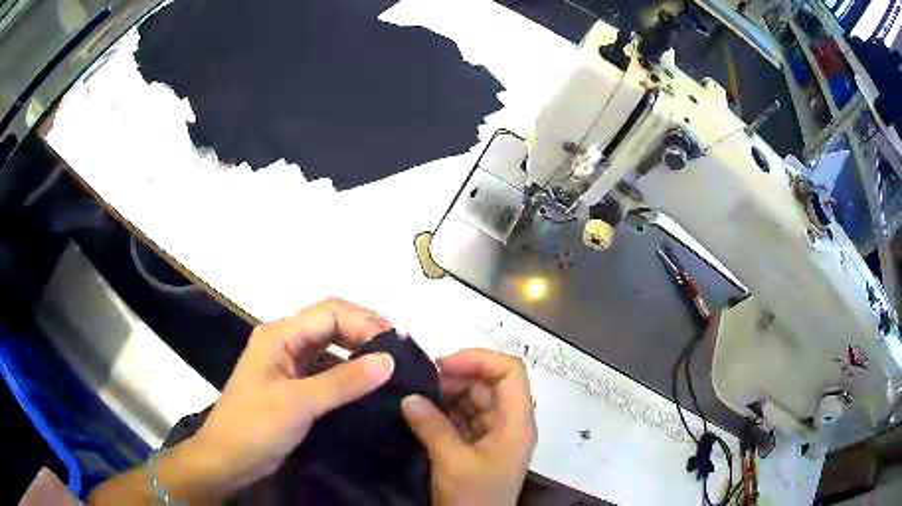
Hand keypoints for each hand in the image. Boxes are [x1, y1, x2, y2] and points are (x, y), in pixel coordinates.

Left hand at [192, 298, 394, 493]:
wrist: (228, 458)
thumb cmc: (255, 426)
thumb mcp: (298, 404)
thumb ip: (343, 382)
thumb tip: (389, 360)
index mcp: (279, 334)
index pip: (330, 313)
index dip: (365, 323)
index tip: (395, 347)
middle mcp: (285, 340)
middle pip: (331, 321)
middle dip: (365, 330)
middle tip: (398, 351)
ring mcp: (289, 362)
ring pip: (330, 344)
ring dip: (359, 349)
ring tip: (390, 364)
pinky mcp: (295, 383)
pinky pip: (327, 367)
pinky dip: (349, 370)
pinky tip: (368, 383)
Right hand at [401, 349, 536, 505]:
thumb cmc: (474, 497)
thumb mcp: (452, 461)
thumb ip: (432, 426)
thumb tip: (409, 397)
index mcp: (516, 422)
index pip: (510, 372)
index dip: (480, 359)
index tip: (444, 365)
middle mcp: (510, 424)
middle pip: (490, 385)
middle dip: (457, 378)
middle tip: (422, 384)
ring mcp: (495, 436)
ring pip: (475, 402)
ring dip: (448, 396)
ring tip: (417, 398)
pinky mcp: (479, 448)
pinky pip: (464, 420)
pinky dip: (444, 414)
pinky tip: (422, 414)